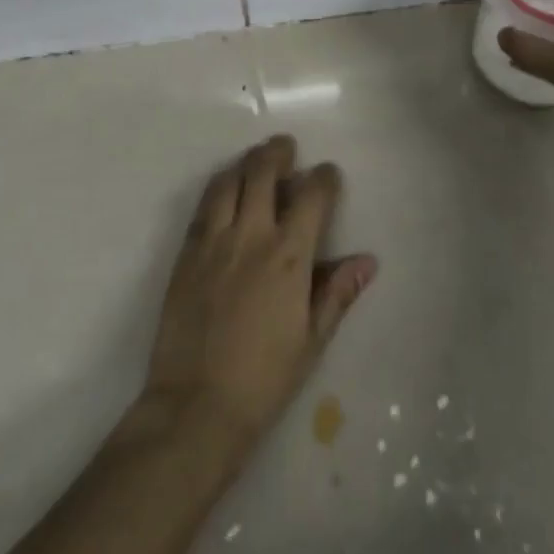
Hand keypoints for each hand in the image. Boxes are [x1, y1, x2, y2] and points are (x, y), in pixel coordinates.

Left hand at [141, 135, 375, 457]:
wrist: (196, 405)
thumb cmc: (264, 378)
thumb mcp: (312, 339)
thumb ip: (337, 292)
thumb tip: (366, 261)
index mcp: (288, 256)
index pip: (311, 196)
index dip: (324, 178)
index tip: (328, 174)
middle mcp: (251, 235)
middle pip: (263, 172)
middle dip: (278, 153)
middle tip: (286, 148)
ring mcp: (213, 241)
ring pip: (228, 181)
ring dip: (245, 163)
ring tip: (255, 160)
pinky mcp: (186, 252)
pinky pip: (203, 205)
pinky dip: (218, 187)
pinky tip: (224, 190)